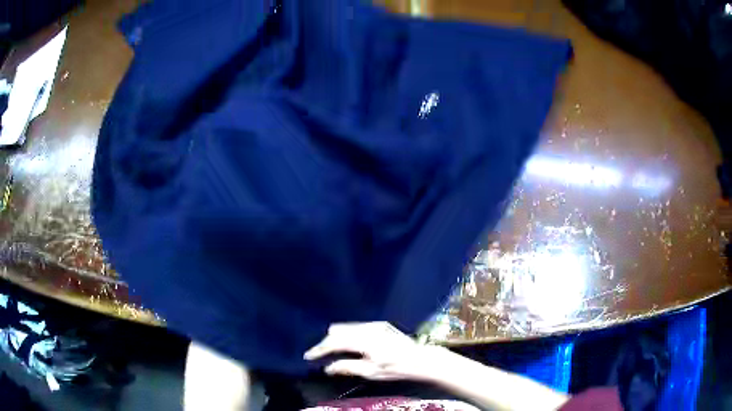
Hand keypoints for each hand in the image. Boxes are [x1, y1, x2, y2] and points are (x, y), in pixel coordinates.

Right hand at [304, 322, 442, 380]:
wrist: (420, 358)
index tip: (308, 355)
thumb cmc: (396, 368)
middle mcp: (367, 329)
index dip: (320, 349)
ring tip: (327, 348)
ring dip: (336, 337)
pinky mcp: (380, 325)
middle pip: (338, 333)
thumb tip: (327, 367)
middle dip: (326, 343)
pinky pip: (357, 327)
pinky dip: (347, 333)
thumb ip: (347, 367)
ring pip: (346, 328)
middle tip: (317, 353)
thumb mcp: (371, 372)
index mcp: (364, 341)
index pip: (335, 343)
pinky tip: (345, 341)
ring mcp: (374, 325)